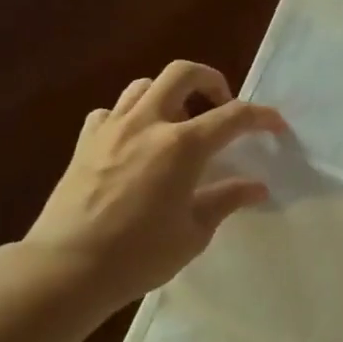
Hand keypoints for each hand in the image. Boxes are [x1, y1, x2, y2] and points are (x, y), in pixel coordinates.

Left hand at [23, 61, 285, 310]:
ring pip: (144, 85)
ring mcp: (111, 129)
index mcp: (182, 146)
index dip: (261, 116)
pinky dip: (131, 116)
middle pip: (182, 73)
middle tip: (222, 107)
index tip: (276, 125)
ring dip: (170, 95)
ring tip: (180, 123)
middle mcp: (147, 123)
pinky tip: (137, 142)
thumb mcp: (194, 232)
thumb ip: (226, 199)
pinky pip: (112, 111)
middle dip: (211, 81)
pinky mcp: (85, 142)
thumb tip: (257, 187)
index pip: (233, 115)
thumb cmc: (139, 255)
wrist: (67, 268)